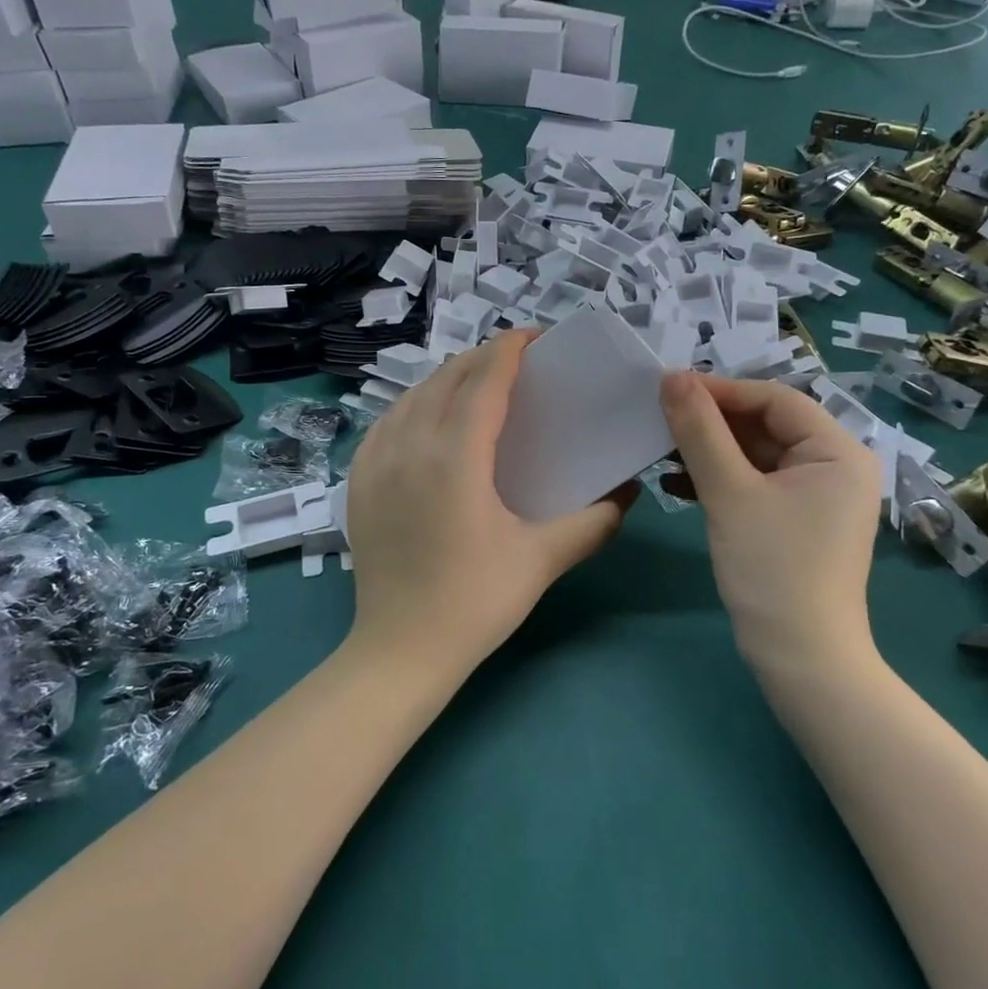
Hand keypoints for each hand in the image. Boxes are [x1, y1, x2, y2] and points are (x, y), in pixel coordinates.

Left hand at [344, 332, 634, 675]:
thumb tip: (629, 494)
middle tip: (517, 364)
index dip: (510, 349)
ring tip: (477, 386)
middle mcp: (410, 444)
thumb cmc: (475, 602)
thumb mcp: (542, 560)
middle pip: (447, 378)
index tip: (535, 338)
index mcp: (455, 456)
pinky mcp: (358, 480)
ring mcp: (376, 461)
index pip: (484, 380)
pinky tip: (429, 420)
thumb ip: (593, 522)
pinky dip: (414, 405)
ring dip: (447, 379)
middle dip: (483, 359)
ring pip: (413, 395)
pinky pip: (387, 421)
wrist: (400, 650)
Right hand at [659, 374, 882, 673]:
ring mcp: (817, 496)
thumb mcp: (730, 493)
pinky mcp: (797, 520)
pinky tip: (678, 484)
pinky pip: (756, 483)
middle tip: (660, 419)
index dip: (721, 390)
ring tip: (662, 450)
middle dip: (712, 422)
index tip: (669, 389)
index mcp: (838, 451)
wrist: (800, 659)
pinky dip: (720, 479)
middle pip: (766, 425)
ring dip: (710, 451)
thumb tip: (671, 376)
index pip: (775, 399)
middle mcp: (836, 465)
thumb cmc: (771, 569)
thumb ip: (700, 431)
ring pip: (756, 455)